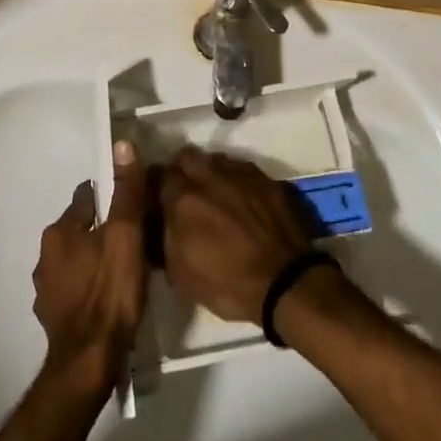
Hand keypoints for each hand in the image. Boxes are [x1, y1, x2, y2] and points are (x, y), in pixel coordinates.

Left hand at [32, 140, 147, 395]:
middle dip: (101, 229)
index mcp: (61, 230)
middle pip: (79, 228)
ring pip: (74, 259)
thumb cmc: (110, 293)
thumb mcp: (126, 236)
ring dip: (92, 259)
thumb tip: (122, 143)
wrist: (87, 364)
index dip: (110, 198)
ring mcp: (45, 288)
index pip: (87, 198)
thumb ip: (126, 191)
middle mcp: (45, 254)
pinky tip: (105, 298)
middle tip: (132, 238)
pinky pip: (73, 289)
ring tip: (121, 268)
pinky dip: (86, 287)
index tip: (131, 205)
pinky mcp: (51, 317)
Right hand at [159, 146, 312, 324]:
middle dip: (181, 170)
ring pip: (214, 159)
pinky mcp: (264, 177)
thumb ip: (163, 238)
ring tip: (214, 194)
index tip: (158, 200)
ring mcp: (239, 173)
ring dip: (208, 171)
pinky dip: (234, 178)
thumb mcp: (180, 274)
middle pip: (185, 156)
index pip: (157, 175)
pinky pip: (240, 168)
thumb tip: (156, 221)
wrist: (284, 282)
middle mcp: (208, 175)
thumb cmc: (227, 283)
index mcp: (183, 198)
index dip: (156, 187)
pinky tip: (239, 198)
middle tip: (185, 193)